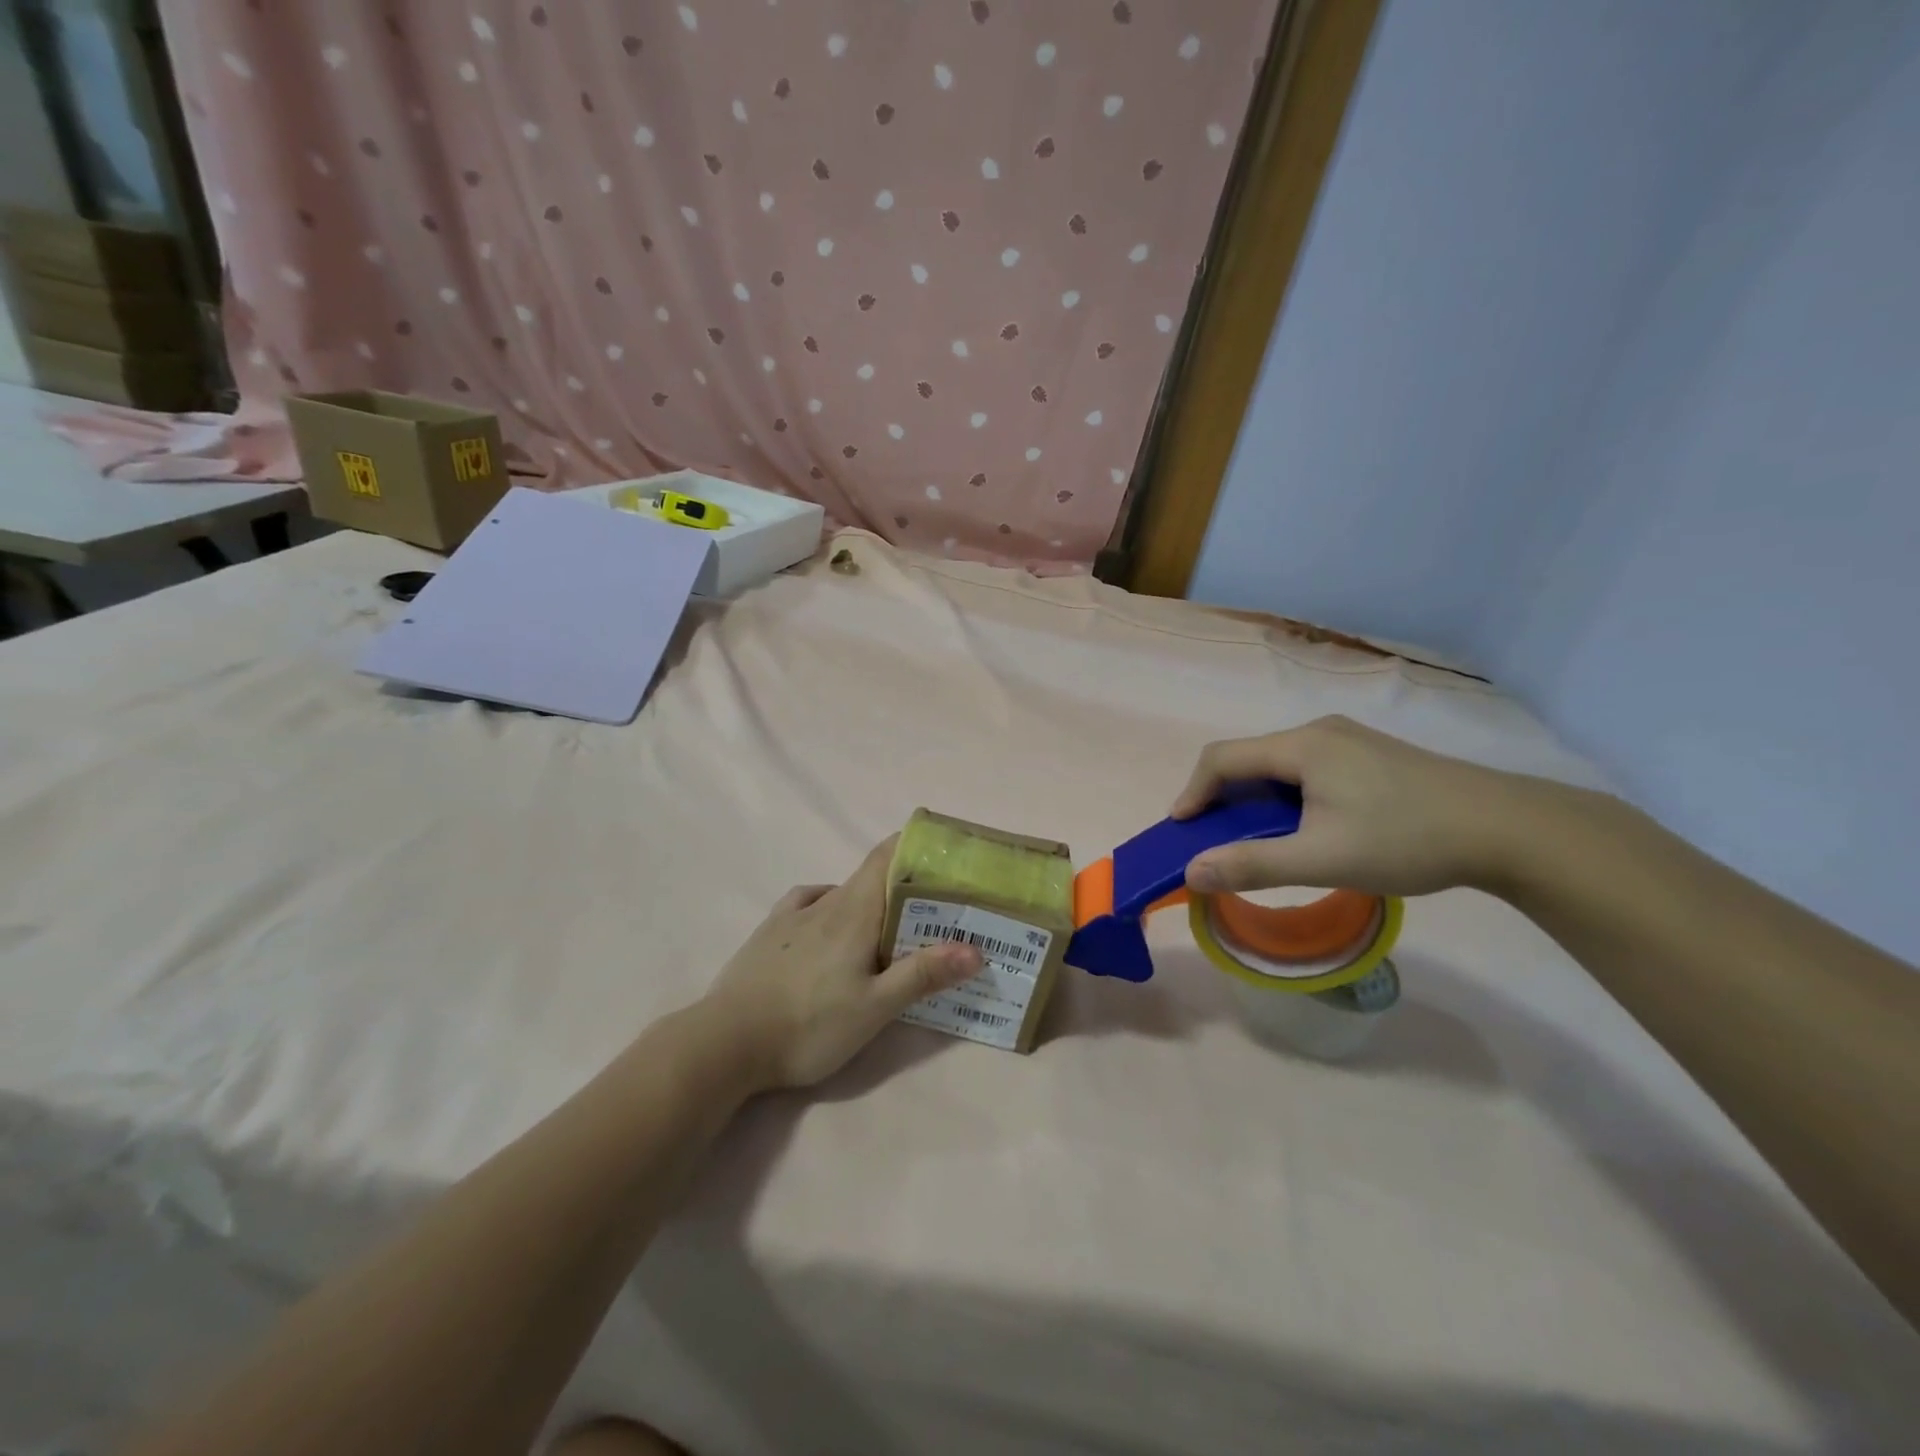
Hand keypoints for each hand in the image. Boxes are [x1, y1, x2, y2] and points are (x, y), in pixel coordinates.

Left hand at [702, 837, 983, 1090]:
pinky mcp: (770, 933)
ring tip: (891, 922)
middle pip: (870, 876)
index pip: (887, 856)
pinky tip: (831, 921)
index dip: (915, 844)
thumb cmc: (808, 1024)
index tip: (944, 850)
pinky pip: (809, 903)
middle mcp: (825, 902)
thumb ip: (923, 974)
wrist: (726, 1043)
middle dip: (904, 881)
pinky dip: (832, 904)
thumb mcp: (875, 1008)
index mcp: (854, 912)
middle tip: (936, 903)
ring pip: (842, 892)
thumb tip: (976, 947)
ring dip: (870, 898)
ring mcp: (793, 915)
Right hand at [1172, 716, 1543, 897]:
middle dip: (1223, 799)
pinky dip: (1287, 798)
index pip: (1222, 758)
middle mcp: (1320, 732)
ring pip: (1280, 766)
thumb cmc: (1407, 839)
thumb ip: (1252, 865)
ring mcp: (1349, 741)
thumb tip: (1191, 872)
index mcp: (1303, 746)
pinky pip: (1308, 770)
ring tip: (1260, 841)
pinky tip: (1307, 829)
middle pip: (1250, 759)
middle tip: (1218, 841)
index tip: (1181, 830)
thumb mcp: (1323, 859)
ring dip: (1257, 801)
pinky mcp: (1371, 756)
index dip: (1193, 792)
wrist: (1508, 830)